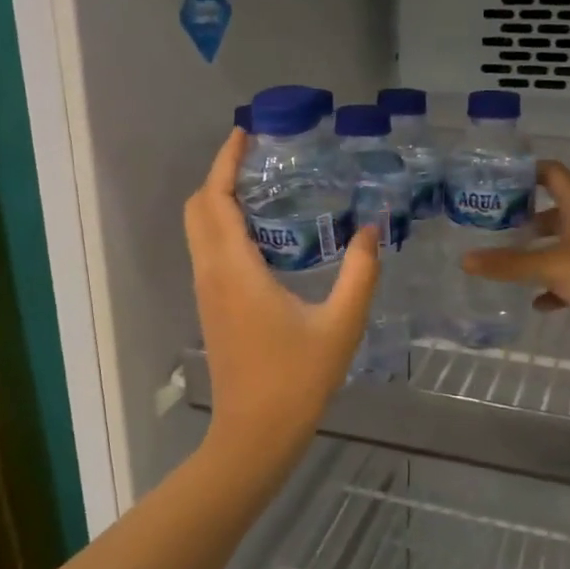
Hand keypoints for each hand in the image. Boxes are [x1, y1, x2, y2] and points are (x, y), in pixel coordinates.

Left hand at [185, 128, 379, 460]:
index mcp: (235, 270)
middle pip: (198, 208)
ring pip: (198, 230)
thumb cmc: (297, 379)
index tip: (244, 133)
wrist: (254, 434)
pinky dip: (223, 226)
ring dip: (219, 200)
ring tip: (263, 185)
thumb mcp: (341, 324)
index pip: (215, 199)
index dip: (225, 161)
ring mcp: (206, 291)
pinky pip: (208, 250)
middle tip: (258, 158)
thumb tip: (371, 229)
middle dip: (220, 175)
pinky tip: (262, 232)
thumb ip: (360, 273)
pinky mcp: (211, 307)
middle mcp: (211, 273)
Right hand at [460, 161, 569, 347]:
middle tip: (494, 225)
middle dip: (526, 217)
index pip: (553, 174)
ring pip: (562, 245)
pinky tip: (536, 301)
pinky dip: (554, 286)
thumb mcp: (549, 265)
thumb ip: (507, 264)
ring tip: (507, 260)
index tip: (499, 179)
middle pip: (555, 211)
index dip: (528, 171)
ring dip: (539, 252)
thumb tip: (465, 260)